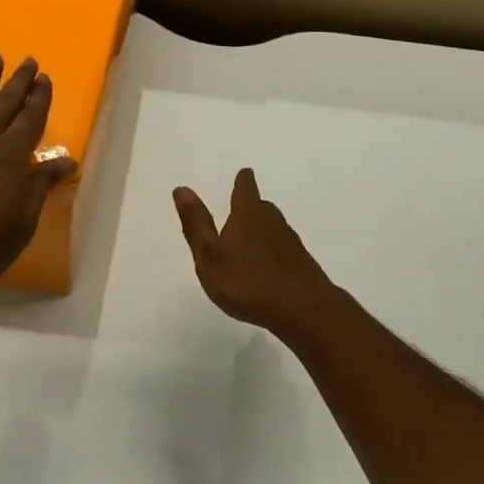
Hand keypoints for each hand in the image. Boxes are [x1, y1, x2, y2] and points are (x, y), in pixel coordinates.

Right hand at [173, 168, 337, 335]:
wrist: (302, 309)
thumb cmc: (247, 282)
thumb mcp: (209, 256)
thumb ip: (196, 224)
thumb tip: (181, 189)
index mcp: (248, 215)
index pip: (245, 188)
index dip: (243, 181)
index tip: (244, 174)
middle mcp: (272, 222)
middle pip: (262, 207)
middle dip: (251, 207)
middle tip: (241, 211)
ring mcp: (291, 243)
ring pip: (274, 228)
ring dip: (263, 231)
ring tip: (249, 242)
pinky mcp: (302, 264)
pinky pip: (284, 250)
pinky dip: (273, 253)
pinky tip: (267, 270)